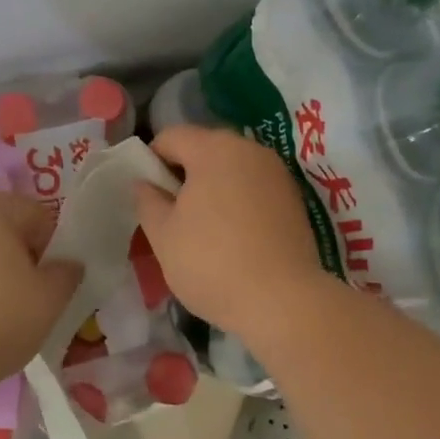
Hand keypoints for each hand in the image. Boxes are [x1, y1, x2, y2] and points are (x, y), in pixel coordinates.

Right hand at [133, 125, 326, 334]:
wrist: (283, 301)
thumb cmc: (211, 263)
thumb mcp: (163, 235)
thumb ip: (148, 201)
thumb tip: (144, 183)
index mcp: (213, 149)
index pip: (171, 137)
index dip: (152, 161)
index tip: (148, 196)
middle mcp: (249, 150)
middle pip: (205, 148)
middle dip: (184, 174)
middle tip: (172, 213)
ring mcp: (277, 173)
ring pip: (232, 168)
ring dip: (213, 187)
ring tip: (203, 228)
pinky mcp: (294, 198)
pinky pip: (255, 187)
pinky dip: (239, 201)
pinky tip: (234, 236)